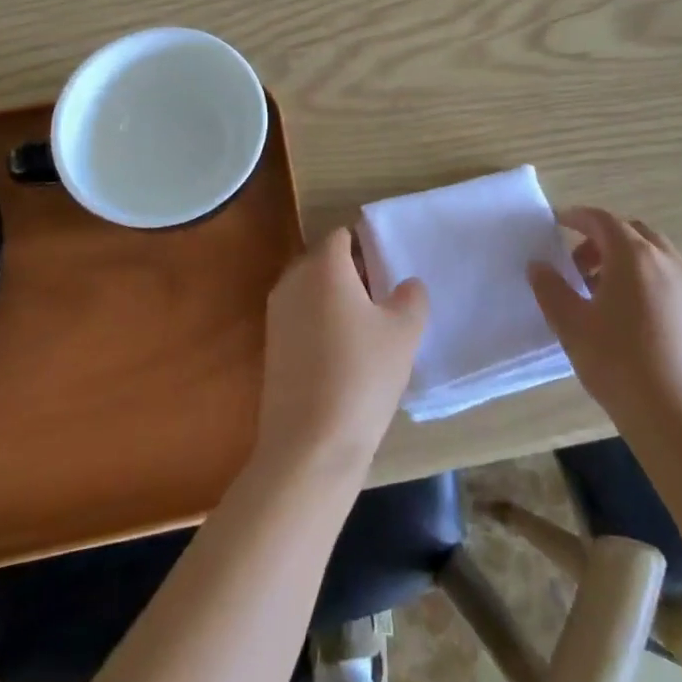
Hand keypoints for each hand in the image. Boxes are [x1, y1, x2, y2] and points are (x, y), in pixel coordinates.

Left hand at [252, 228, 428, 481]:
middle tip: (385, 295)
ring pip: (311, 289)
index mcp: (323, 266)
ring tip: (370, 327)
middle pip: (324, 260)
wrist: (310, 445)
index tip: (390, 268)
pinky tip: (346, 354)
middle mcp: (293, 280)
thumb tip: (405, 284)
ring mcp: (276, 314)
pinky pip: (301, 317)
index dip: (368, 245)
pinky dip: (322, 323)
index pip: (343, 235)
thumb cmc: (362, 375)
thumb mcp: (404, 332)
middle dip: (353, 271)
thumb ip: (411, 296)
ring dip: (337, 298)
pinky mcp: (271, 346)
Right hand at [528, 207, 681, 441]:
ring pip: (653, 254)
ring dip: (624, 259)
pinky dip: (645, 277)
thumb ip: (550, 289)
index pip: (602, 220)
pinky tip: (629, 315)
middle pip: (631, 232)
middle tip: (577, 264)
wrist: (680, 419)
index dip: (577, 217)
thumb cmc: (619, 364)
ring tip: (601, 292)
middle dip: (601, 238)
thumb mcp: (571, 325)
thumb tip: (538, 265)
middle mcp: (666, 261)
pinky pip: (668, 276)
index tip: (558, 223)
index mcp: (633, 256)